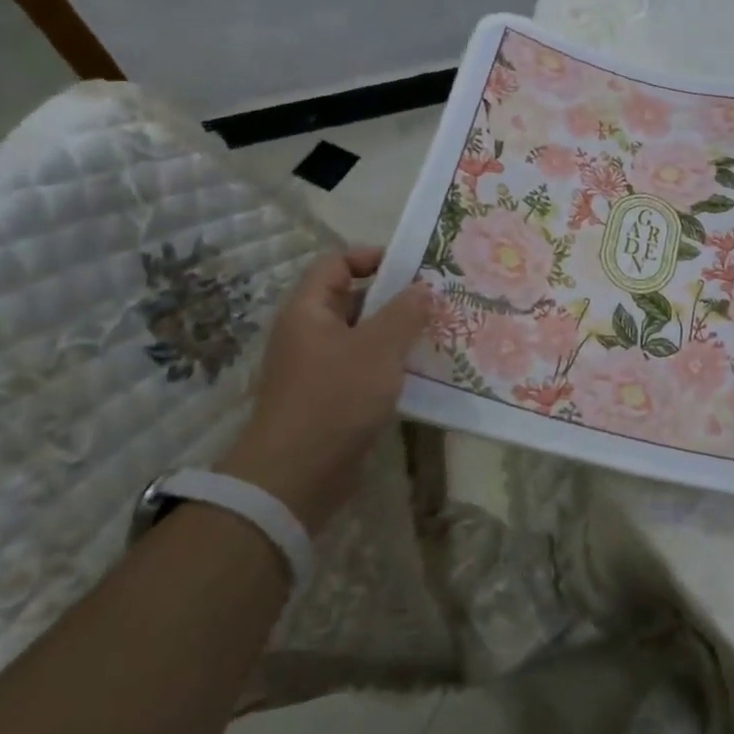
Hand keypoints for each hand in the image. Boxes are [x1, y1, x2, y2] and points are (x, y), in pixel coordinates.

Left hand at [219, 248, 430, 531]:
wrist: (296, 476)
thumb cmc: (335, 398)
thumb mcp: (378, 348)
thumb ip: (404, 313)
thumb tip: (422, 288)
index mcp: (308, 310)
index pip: (335, 263)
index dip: (371, 257)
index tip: (412, 268)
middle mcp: (308, 333)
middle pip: (351, 299)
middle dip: (394, 298)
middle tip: (436, 301)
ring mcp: (317, 368)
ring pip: (361, 337)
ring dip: (396, 334)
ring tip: (436, 334)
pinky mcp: (329, 399)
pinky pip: (363, 368)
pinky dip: (389, 365)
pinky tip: (421, 373)